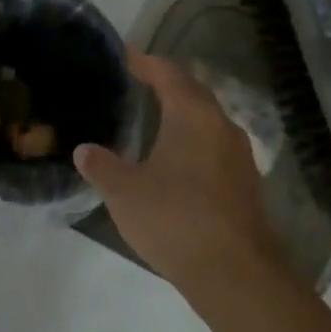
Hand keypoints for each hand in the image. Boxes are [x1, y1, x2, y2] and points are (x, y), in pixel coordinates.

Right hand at [73, 51, 279, 293]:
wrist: (236, 275)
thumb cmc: (174, 219)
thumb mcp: (124, 192)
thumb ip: (101, 166)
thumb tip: (84, 150)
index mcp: (192, 116)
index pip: (169, 74)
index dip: (146, 62)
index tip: (127, 56)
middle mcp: (221, 126)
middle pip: (194, 92)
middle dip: (169, 83)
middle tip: (141, 81)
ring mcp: (239, 157)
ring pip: (209, 120)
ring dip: (185, 113)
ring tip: (157, 117)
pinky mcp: (246, 185)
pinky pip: (216, 147)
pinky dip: (195, 140)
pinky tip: (178, 159)